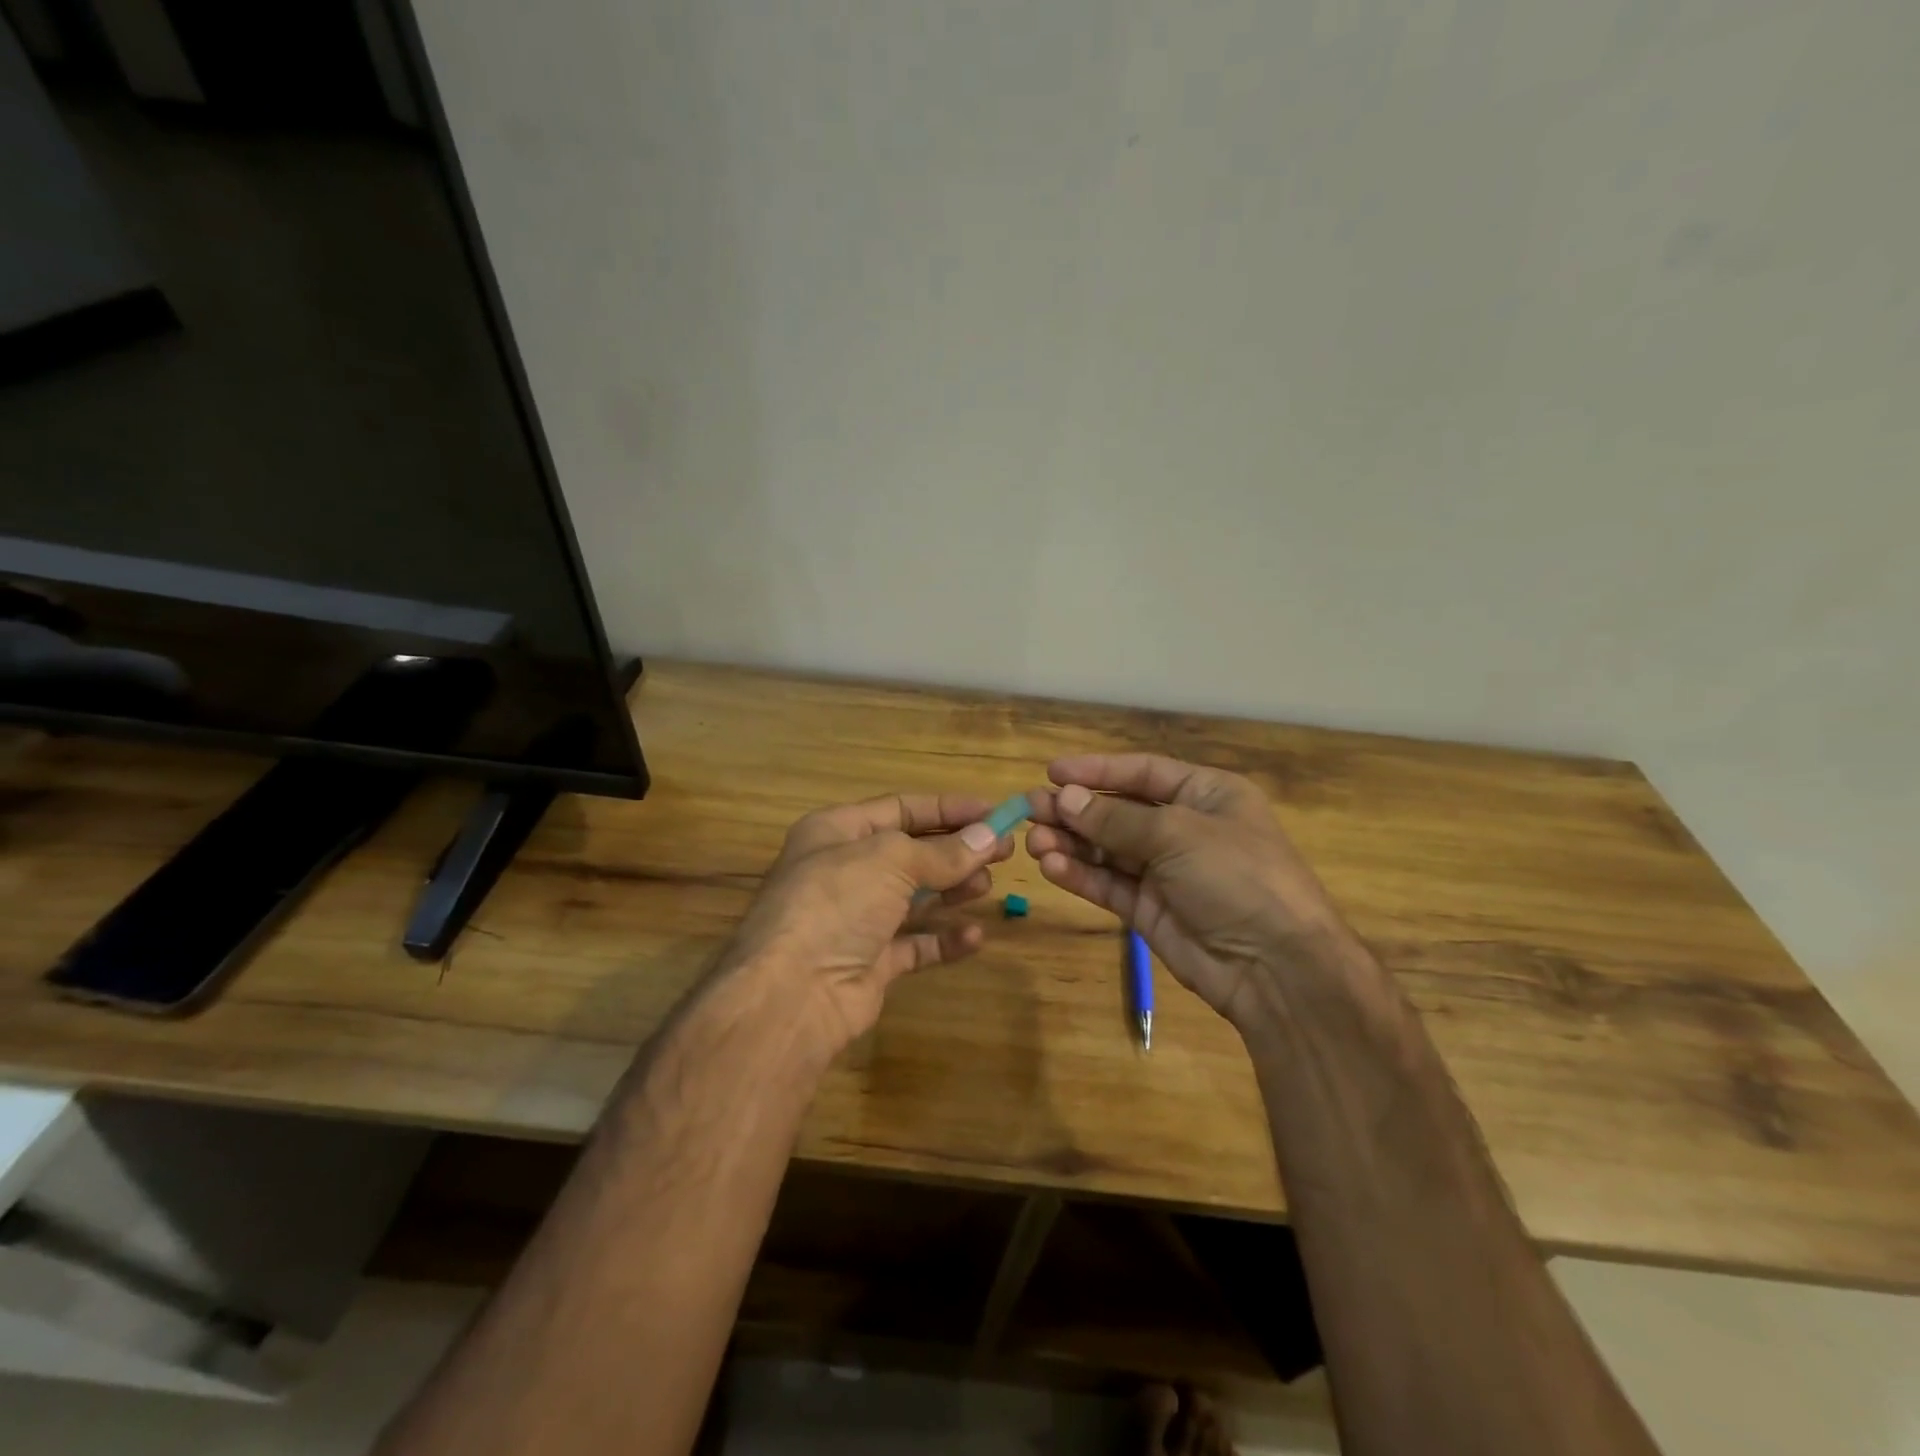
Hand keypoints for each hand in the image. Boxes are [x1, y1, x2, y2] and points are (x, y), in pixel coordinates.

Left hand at [723, 793, 1014, 1052]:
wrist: (792, 994)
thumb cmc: (836, 903)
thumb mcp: (891, 861)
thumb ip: (944, 852)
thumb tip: (990, 837)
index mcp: (837, 831)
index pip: (902, 808)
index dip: (949, 809)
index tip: (996, 812)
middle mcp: (845, 870)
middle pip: (912, 852)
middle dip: (957, 850)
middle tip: (1005, 851)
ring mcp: (857, 918)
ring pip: (915, 896)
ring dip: (953, 889)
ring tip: (987, 887)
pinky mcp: (870, 962)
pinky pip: (915, 944)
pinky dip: (944, 939)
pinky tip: (973, 937)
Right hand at [1026, 754, 1360, 1027]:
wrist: (1276, 968)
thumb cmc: (1237, 877)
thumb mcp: (1178, 834)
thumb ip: (1116, 819)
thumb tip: (1064, 798)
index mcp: (1206, 795)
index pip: (1143, 772)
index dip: (1097, 770)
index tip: (1052, 772)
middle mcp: (1184, 828)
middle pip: (1118, 811)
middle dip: (1075, 810)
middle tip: (1030, 809)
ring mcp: (1166, 871)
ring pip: (1107, 849)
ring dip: (1070, 843)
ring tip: (1033, 841)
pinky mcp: (1149, 910)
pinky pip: (1108, 884)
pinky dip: (1079, 874)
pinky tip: (1051, 867)